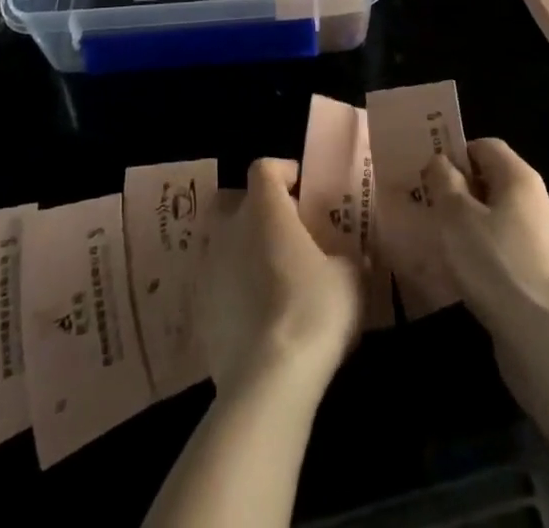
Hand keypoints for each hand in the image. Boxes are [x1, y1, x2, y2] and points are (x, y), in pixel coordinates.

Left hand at [201, 159, 364, 390]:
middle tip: (290, 236)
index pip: (264, 168)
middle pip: (239, 203)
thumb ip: (345, 254)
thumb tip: (347, 256)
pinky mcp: (199, 311)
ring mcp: (209, 270)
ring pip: (227, 245)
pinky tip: (260, 318)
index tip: (306, 192)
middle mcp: (229, 229)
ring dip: (247, 254)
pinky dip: (236, 291)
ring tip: (277, 280)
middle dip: (261, 213)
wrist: (267, 381)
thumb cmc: (313, 309)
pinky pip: (220, 286)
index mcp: (264, 208)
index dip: (284, 174)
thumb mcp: (349, 275)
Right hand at [423, 139, 548, 355]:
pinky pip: (506, 251)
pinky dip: (485, 255)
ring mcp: (544, 241)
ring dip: (470, 226)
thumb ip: (444, 181)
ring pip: (498, 219)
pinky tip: (465, 276)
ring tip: (441, 244)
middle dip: (460, 191)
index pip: (486, 146)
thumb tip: (441, 161)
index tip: (429, 175)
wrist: (544, 339)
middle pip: (493, 182)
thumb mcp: (456, 215)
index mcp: (521, 178)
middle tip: (429, 209)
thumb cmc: (495, 264)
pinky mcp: (542, 276)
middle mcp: (538, 202)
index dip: (456, 154)